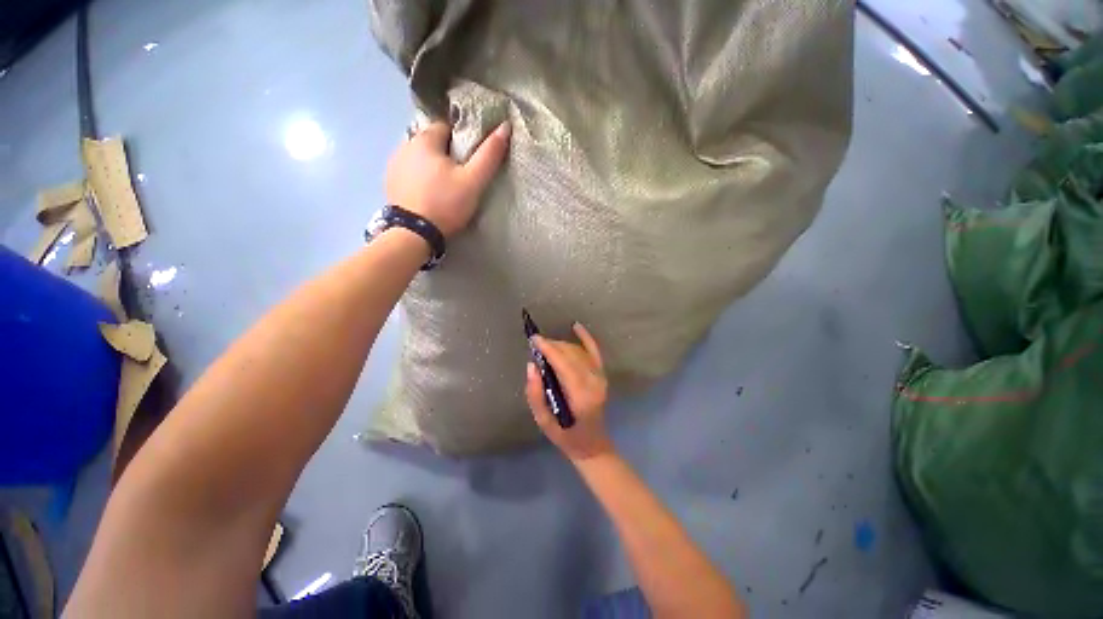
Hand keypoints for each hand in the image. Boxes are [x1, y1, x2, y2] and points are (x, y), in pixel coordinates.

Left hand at [385, 120, 510, 237]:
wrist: (414, 234)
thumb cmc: (446, 204)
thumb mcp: (473, 181)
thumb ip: (489, 155)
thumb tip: (505, 126)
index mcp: (425, 139)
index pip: (447, 127)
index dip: (462, 141)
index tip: (470, 161)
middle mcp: (404, 145)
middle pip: (432, 143)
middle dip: (446, 154)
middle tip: (460, 178)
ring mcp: (393, 164)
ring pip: (420, 158)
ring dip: (431, 166)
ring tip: (444, 188)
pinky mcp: (390, 183)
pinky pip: (409, 172)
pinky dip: (419, 178)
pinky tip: (428, 195)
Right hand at [526, 323, 613, 462]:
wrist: (591, 443)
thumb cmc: (565, 436)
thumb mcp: (544, 422)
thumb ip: (535, 394)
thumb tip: (531, 366)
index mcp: (580, 395)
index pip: (563, 364)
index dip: (548, 348)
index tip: (534, 339)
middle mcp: (594, 382)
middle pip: (571, 354)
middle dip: (552, 345)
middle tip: (536, 345)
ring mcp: (600, 378)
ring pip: (579, 351)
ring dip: (561, 345)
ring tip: (546, 346)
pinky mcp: (602, 375)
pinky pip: (594, 351)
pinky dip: (586, 338)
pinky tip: (576, 326)